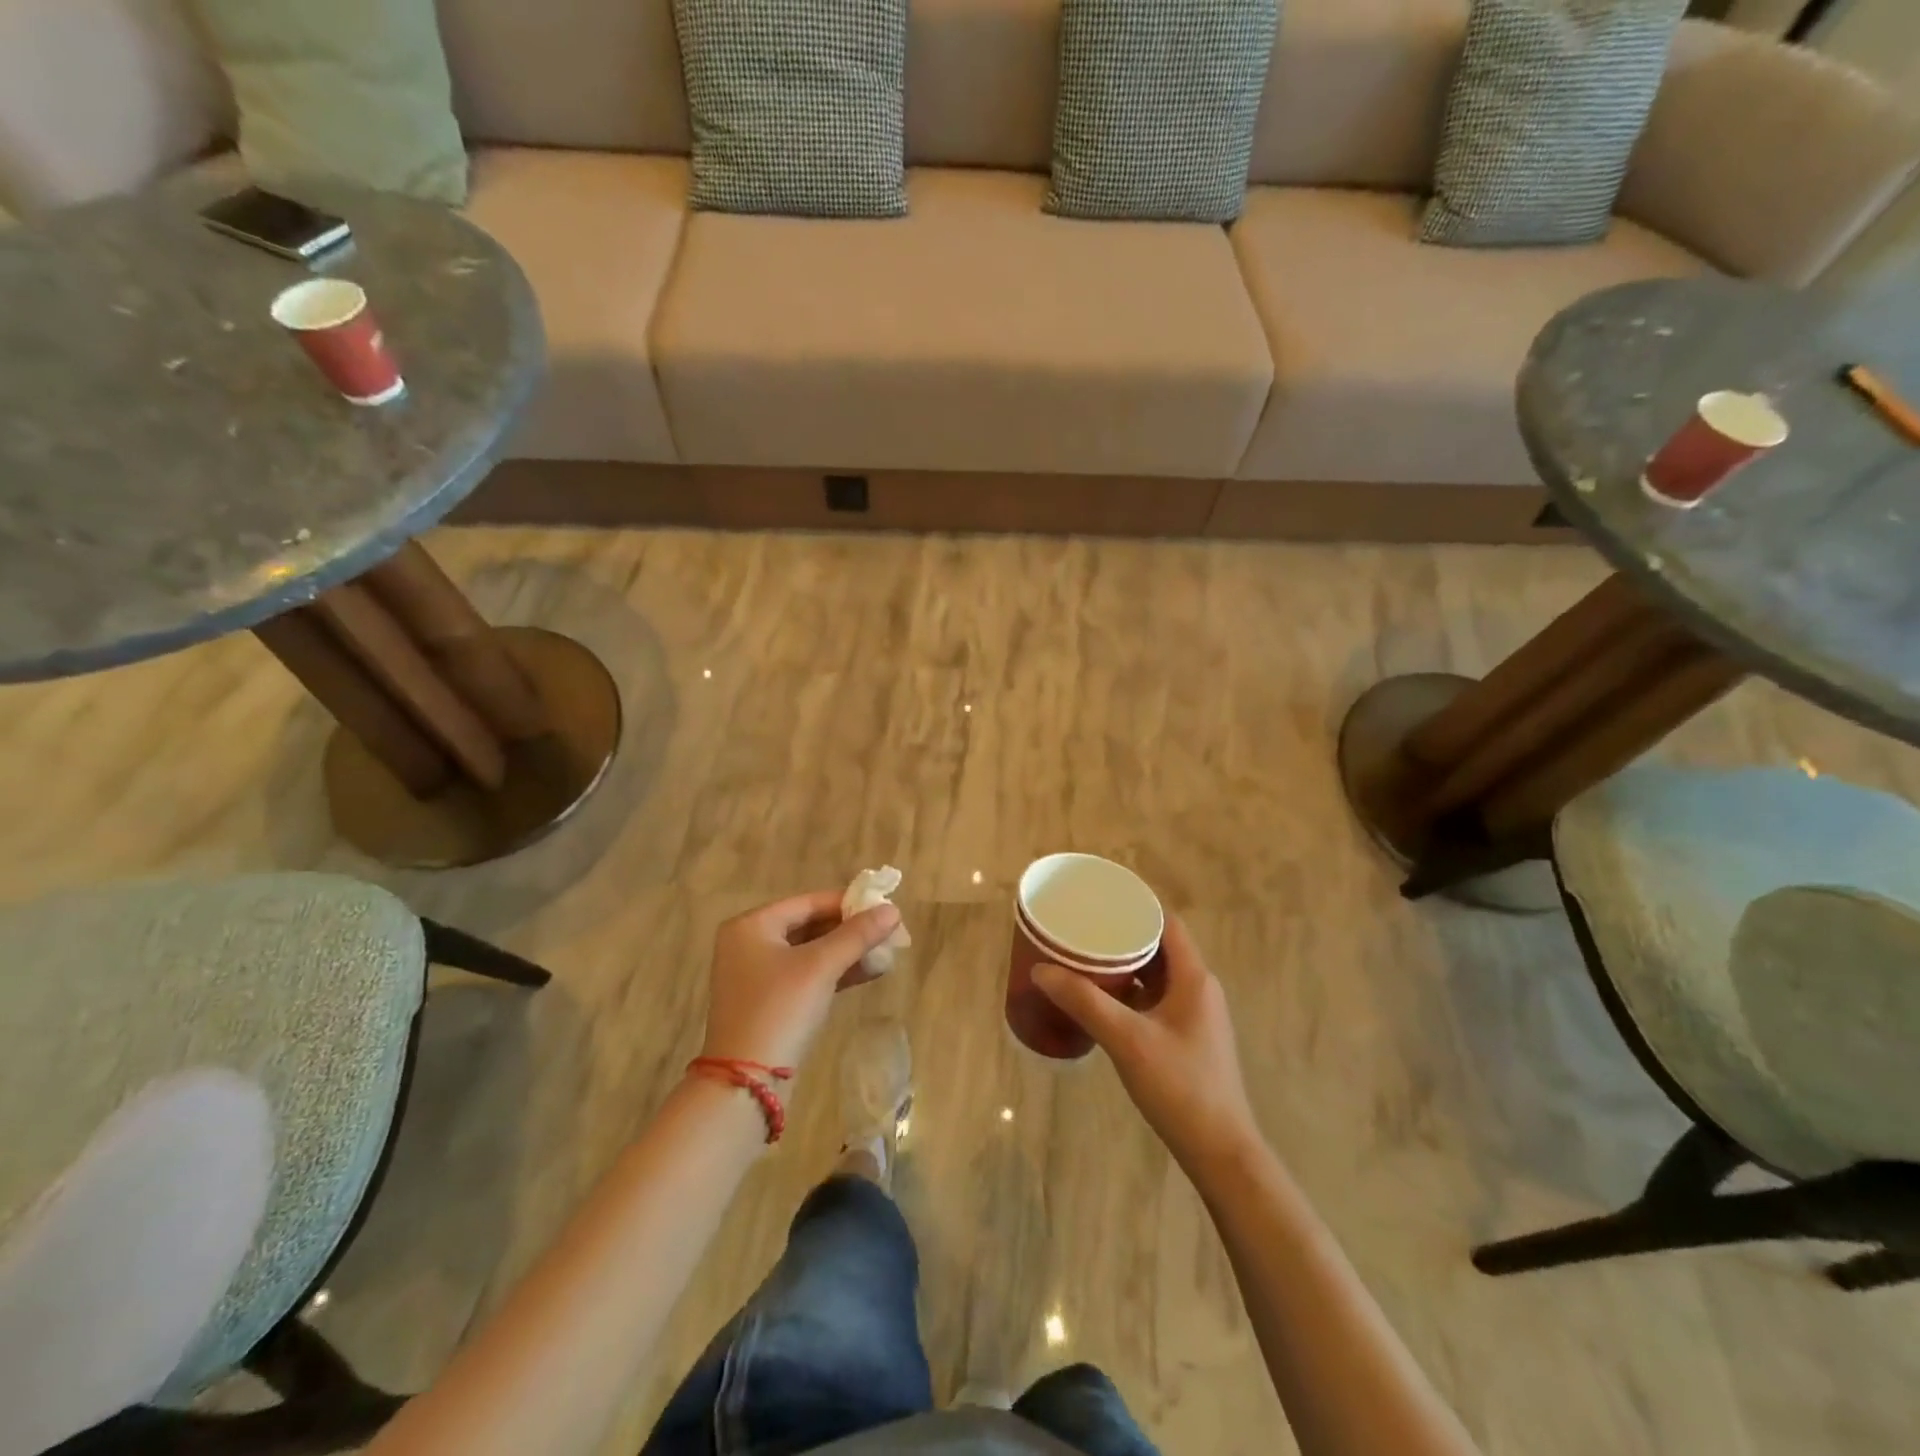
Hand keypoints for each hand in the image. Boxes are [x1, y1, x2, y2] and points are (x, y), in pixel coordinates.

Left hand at [700, 891, 901, 1070]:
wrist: (746, 1083)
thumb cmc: (779, 1009)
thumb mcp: (821, 966)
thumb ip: (857, 935)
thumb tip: (893, 910)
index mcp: (752, 925)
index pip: (809, 902)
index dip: (849, 903)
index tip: (886, 908)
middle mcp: (750, 944)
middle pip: (811, 926)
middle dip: (852, 930)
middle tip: (892, 933)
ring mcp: (758, 976)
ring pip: (812, 952)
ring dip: (849, 952)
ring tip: (889, 952)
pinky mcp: (770, 1003)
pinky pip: (808, 975)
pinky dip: (836, 972)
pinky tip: (871, 972)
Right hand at [1033, 916, 1259, 1171]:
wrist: (1219, 1151)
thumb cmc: (1180, 1087)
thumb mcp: (1126, 1040)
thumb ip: (1084, 1002)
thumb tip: (1041, 969)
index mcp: (1194, 978)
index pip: (1167, 923)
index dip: (1136, 907)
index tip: (1099, 901)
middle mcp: (1198, 989)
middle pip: (1159, 947)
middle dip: (1122, 936)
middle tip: (1082, 930)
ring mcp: (1194, 1015)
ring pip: (1156, 975)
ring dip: (1125, 966)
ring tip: (1084, 959)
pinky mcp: (1186, 1038)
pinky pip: (1155, 1000)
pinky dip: (1130, 992)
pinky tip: (1101, 1000)